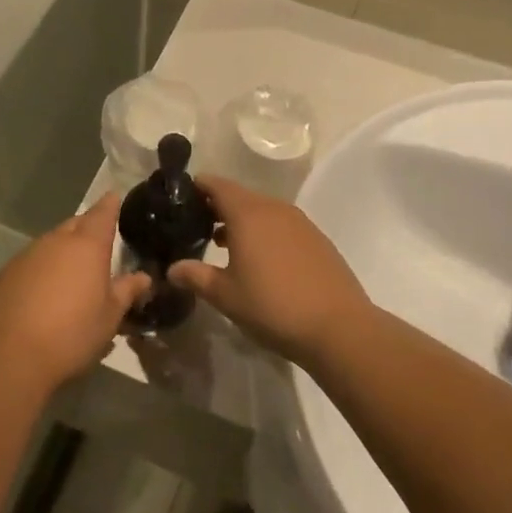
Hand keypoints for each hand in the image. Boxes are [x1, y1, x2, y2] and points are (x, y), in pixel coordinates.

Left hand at [0, 194, 151, 391]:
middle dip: (87, 228)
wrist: (12, 356)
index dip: (110, 205)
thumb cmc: (73, 334)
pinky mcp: (7, 273)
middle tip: (99, 242)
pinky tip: (45, 291)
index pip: (102, 213)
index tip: (115, 197)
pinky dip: (43, 268)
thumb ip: (127, 291)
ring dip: (64, 250)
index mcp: (87, 246)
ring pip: (51, 242)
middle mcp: (56, 241)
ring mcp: (27, 255)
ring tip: (73, 271)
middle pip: (75, 224)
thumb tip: (143, 277)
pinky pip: (32, 261)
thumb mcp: (110, 316)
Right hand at [167, 178, 371, 363]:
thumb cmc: (273, 306)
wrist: (339, 327)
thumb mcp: (226, 295)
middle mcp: (274, 209)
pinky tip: (259, 259)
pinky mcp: (317, 239)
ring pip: (262, 211)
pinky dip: (264, 232)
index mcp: (248, 214)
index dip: (197, 187)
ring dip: (241, 221)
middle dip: (216, 206)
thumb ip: (196, 276)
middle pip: (239, 196)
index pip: (217, 185)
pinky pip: (281, 225)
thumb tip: (172, 269)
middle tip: (195, 225)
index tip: (179, 198)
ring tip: (222, 245)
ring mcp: (300, 222)